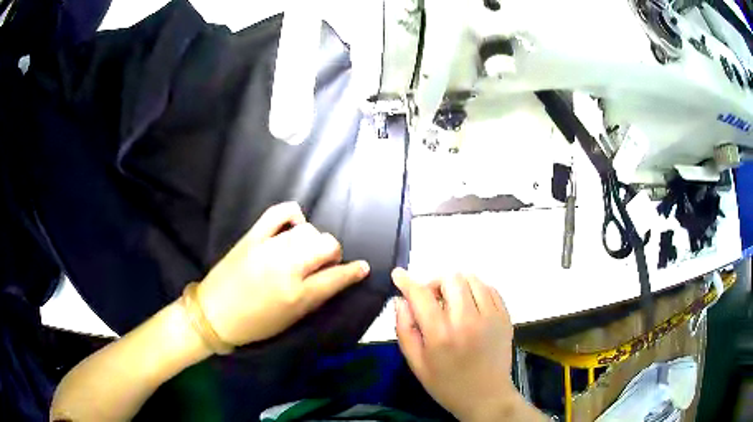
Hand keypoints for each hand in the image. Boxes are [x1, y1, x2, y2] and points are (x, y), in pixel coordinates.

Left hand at [197, 202, 369, 345]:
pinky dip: (292, 214)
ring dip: (313, 240)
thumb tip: (337, 278)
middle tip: (324, 263)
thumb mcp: (292, 319)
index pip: (338, 276)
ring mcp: (268, 248)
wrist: (215, 314)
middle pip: (327, 244)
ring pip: (308, 229)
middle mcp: (287, 268)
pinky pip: (279, 212)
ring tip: (304, 249)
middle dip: (332, 253)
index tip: (361, 267)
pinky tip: (294, 224)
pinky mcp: (252, 236)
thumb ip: (316, 297)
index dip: (355, 271)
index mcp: (298, 295)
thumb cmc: (256, 324)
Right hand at [393, 270, 533, 421]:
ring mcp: (491, 317)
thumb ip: (405, 330)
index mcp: (441, 335)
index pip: (421, 295)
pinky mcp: (505, 317)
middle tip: (432, 300)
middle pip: (451, 279)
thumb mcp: (417, 364)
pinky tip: (471, 306)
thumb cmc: (447, 384)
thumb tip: (400, 301)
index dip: (407, 281)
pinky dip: (476, 290)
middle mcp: (468, 320)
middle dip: (435, 283)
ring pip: (472, 279)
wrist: (486, 397)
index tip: (398, 275)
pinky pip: (490, 289)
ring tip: (452, 302)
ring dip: (457, 285)